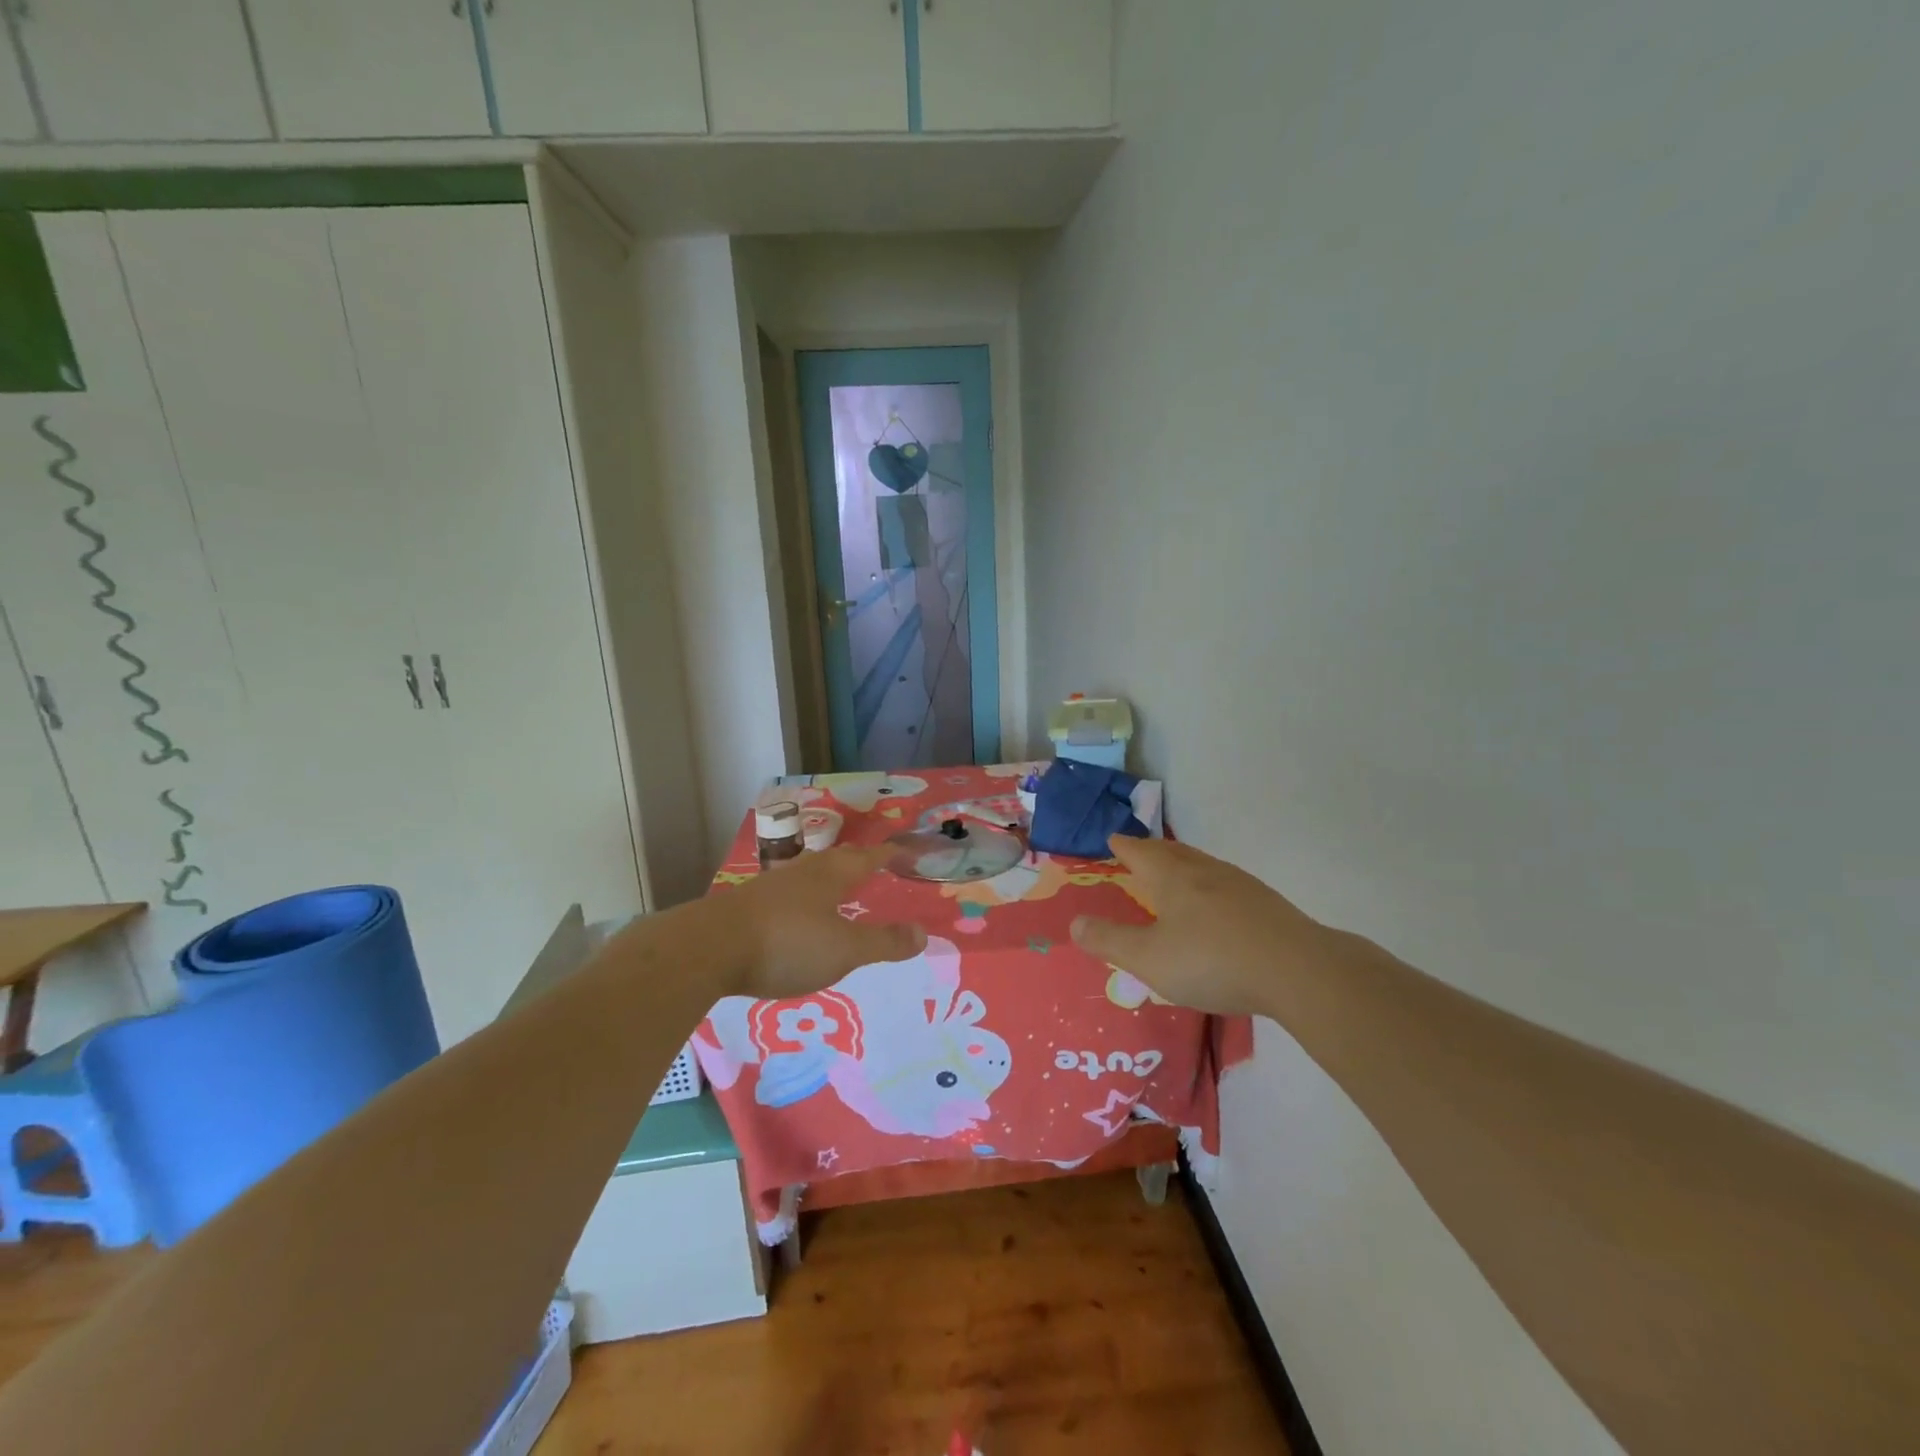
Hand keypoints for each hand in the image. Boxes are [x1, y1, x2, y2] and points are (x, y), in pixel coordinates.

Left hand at [730, 843, 926, 1000]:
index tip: (906, 850)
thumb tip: (923, 933)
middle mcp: (803, 872)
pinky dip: (804, 899)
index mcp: (832, 876)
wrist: (708, 948)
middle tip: (876, 864)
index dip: (890, 854)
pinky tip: (798, 915)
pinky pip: (788, 894)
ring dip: (829, 878)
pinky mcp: (748, 905)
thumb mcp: (844, 949)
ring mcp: (772, 887)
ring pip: (810, 874)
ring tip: (839, 887)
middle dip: (859, 861)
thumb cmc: (787, 943)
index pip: (869, 858)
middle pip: (838, 860)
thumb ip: (884, 943)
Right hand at [1070, 836, 1329, 1017]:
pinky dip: (1207, 885)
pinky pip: (1224, 883)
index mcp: (1171, 877)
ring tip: (1173, 873)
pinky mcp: (1265, 904)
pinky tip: (1216, 905)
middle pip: (1171, 852)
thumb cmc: (1212, 960)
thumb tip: (1074, 922)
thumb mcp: (1149, 958)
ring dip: (1181, 864)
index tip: (1112, 838)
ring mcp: (1239, 885)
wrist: (1298, 970)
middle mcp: (1204, 871)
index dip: (1123, 846)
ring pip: (1201, 865)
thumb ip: (1110, 940)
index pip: (1139, 852)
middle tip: (1137, 850)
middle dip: (1150, 850)